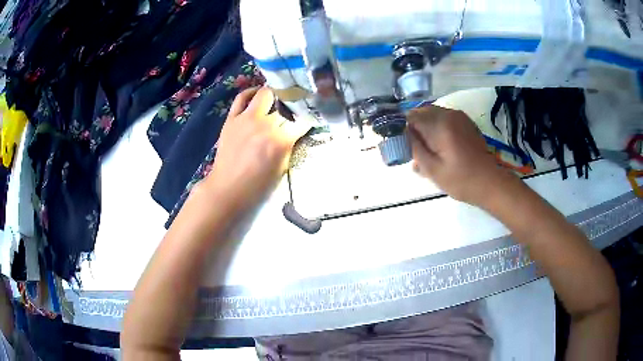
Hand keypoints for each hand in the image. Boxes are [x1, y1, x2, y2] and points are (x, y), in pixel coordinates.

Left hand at [203, 87, 309, 213]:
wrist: (227, 189)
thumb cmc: (257, 186)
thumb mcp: (282, 169)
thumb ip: (289, 147)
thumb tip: (294, 132)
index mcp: (280, 141)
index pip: (302, 121)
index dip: (308, 118)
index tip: (310, 118)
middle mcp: (265, 125)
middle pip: (285, 106)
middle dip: (291, 108)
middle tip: (292, 111)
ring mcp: (246, 119)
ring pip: (265, 94)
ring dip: (273, 96)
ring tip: (276, 100)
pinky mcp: (231, 119)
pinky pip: (241, 97)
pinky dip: (251, 93)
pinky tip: (257, 95)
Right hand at [408, 105, 517, 206]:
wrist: (490, 183)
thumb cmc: (461, 180)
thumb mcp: (433, 170)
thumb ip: (415, 149)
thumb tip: (401, 134)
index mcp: (440, 125)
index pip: (410, 117)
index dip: (401, 129)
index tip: (400, 145)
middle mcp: (449, 114)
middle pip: (421, 113)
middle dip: (412, 128)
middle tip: (411, 150)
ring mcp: (459, 117)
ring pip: (431, 115)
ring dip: (424, 128)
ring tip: (424, 151)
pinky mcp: (465, 122)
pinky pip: (443, 118)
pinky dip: (435, 128)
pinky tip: (437, 146)